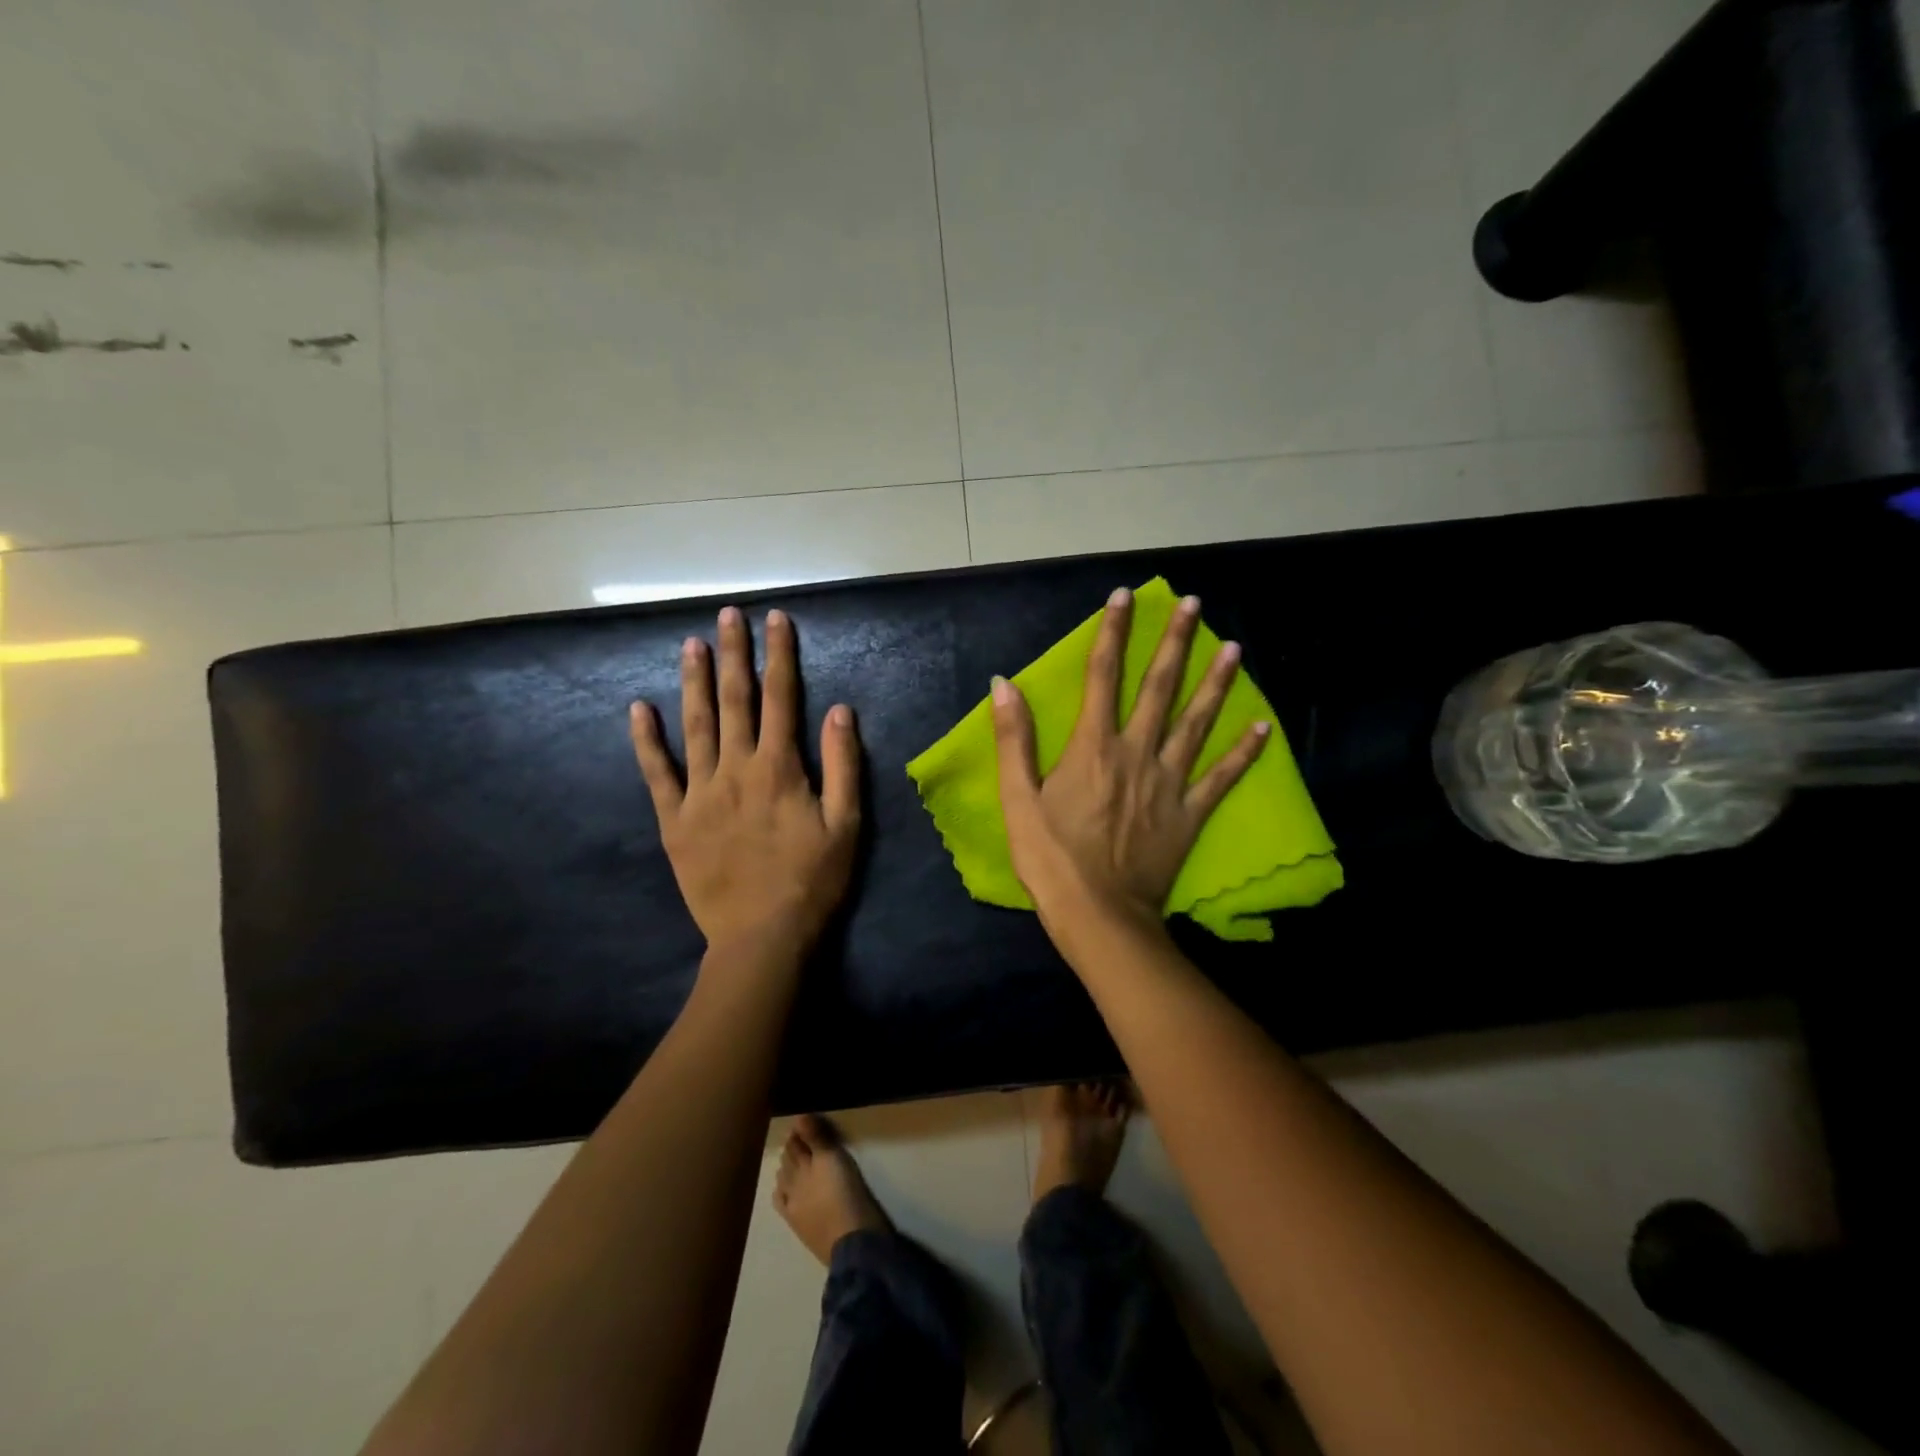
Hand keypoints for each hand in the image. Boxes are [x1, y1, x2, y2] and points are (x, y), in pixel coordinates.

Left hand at [630, 606, 861, 955]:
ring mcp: (700, 792)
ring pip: (695, 726)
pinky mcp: (675, 820)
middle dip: (733, 654)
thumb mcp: (846, 824)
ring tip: (691, 644)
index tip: (776, 620)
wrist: (762, 936)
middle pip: (734, 700)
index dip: (779, 656)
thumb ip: (844, 765)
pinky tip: (638, 710)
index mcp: (780, 768)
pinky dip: (646, 741)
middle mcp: (736, 769)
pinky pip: (656, 774)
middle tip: (727, 615)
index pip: (781, 698)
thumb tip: (840, 710)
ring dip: (693, 682)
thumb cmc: (812, 880)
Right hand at [991, 587, 1268, 938]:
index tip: (1126, 597)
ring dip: (1216, 683)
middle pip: (1159, 687)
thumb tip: (1004, 684)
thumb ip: (1013, 739)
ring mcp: (1169, 782)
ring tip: (1235, 648)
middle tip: (1196, 605)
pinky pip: (1222, 777)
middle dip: (1176, 642)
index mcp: (1093, 746)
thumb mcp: (1017, 799)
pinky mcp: (1190, 813)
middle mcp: (1137, 752)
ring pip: (1197, 722)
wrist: (1099, 915)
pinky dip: (1244, 752)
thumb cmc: (1050, 858)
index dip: (1113, 632)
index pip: (1102, 675)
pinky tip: (1263, 727)